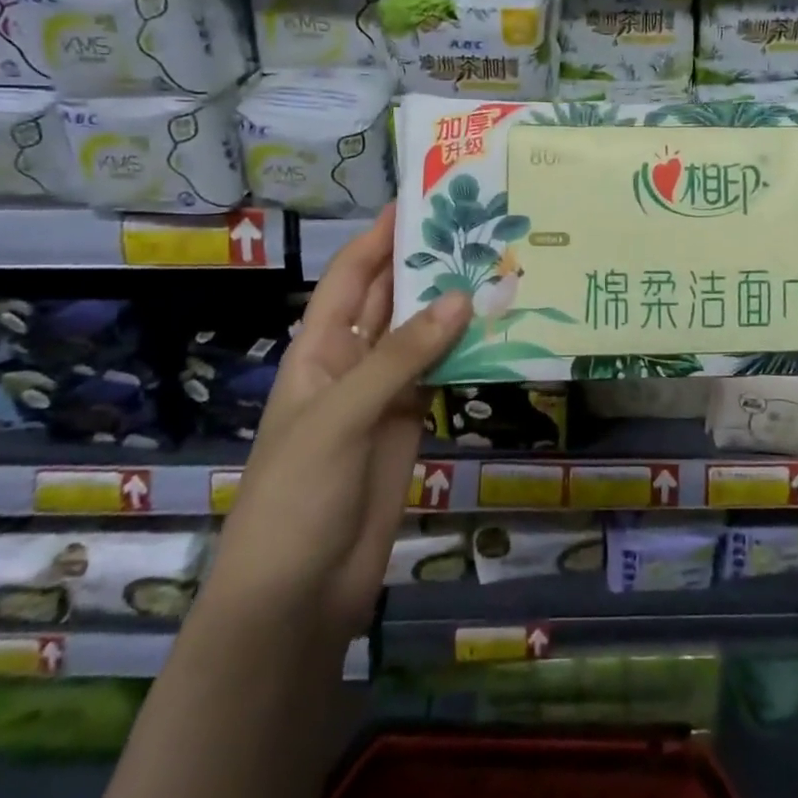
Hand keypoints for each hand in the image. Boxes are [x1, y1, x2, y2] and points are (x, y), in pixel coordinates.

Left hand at [203, 205, 471, 647]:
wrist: (296, 598)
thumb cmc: (297, 496)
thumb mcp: (340, 417)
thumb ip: (400, 357)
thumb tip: (461, 298)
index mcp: (319, 348)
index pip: (352, 275)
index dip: (382, 235)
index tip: (424, 198)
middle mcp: (352, 360)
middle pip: (390, 297)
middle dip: (426, 261)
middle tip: (479, 225)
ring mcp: (385, 393)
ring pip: (422, 333)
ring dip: (453, 303)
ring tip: (501, 265)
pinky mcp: (413, 423)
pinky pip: (442, 373)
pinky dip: (467, 349)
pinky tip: (500, 327)